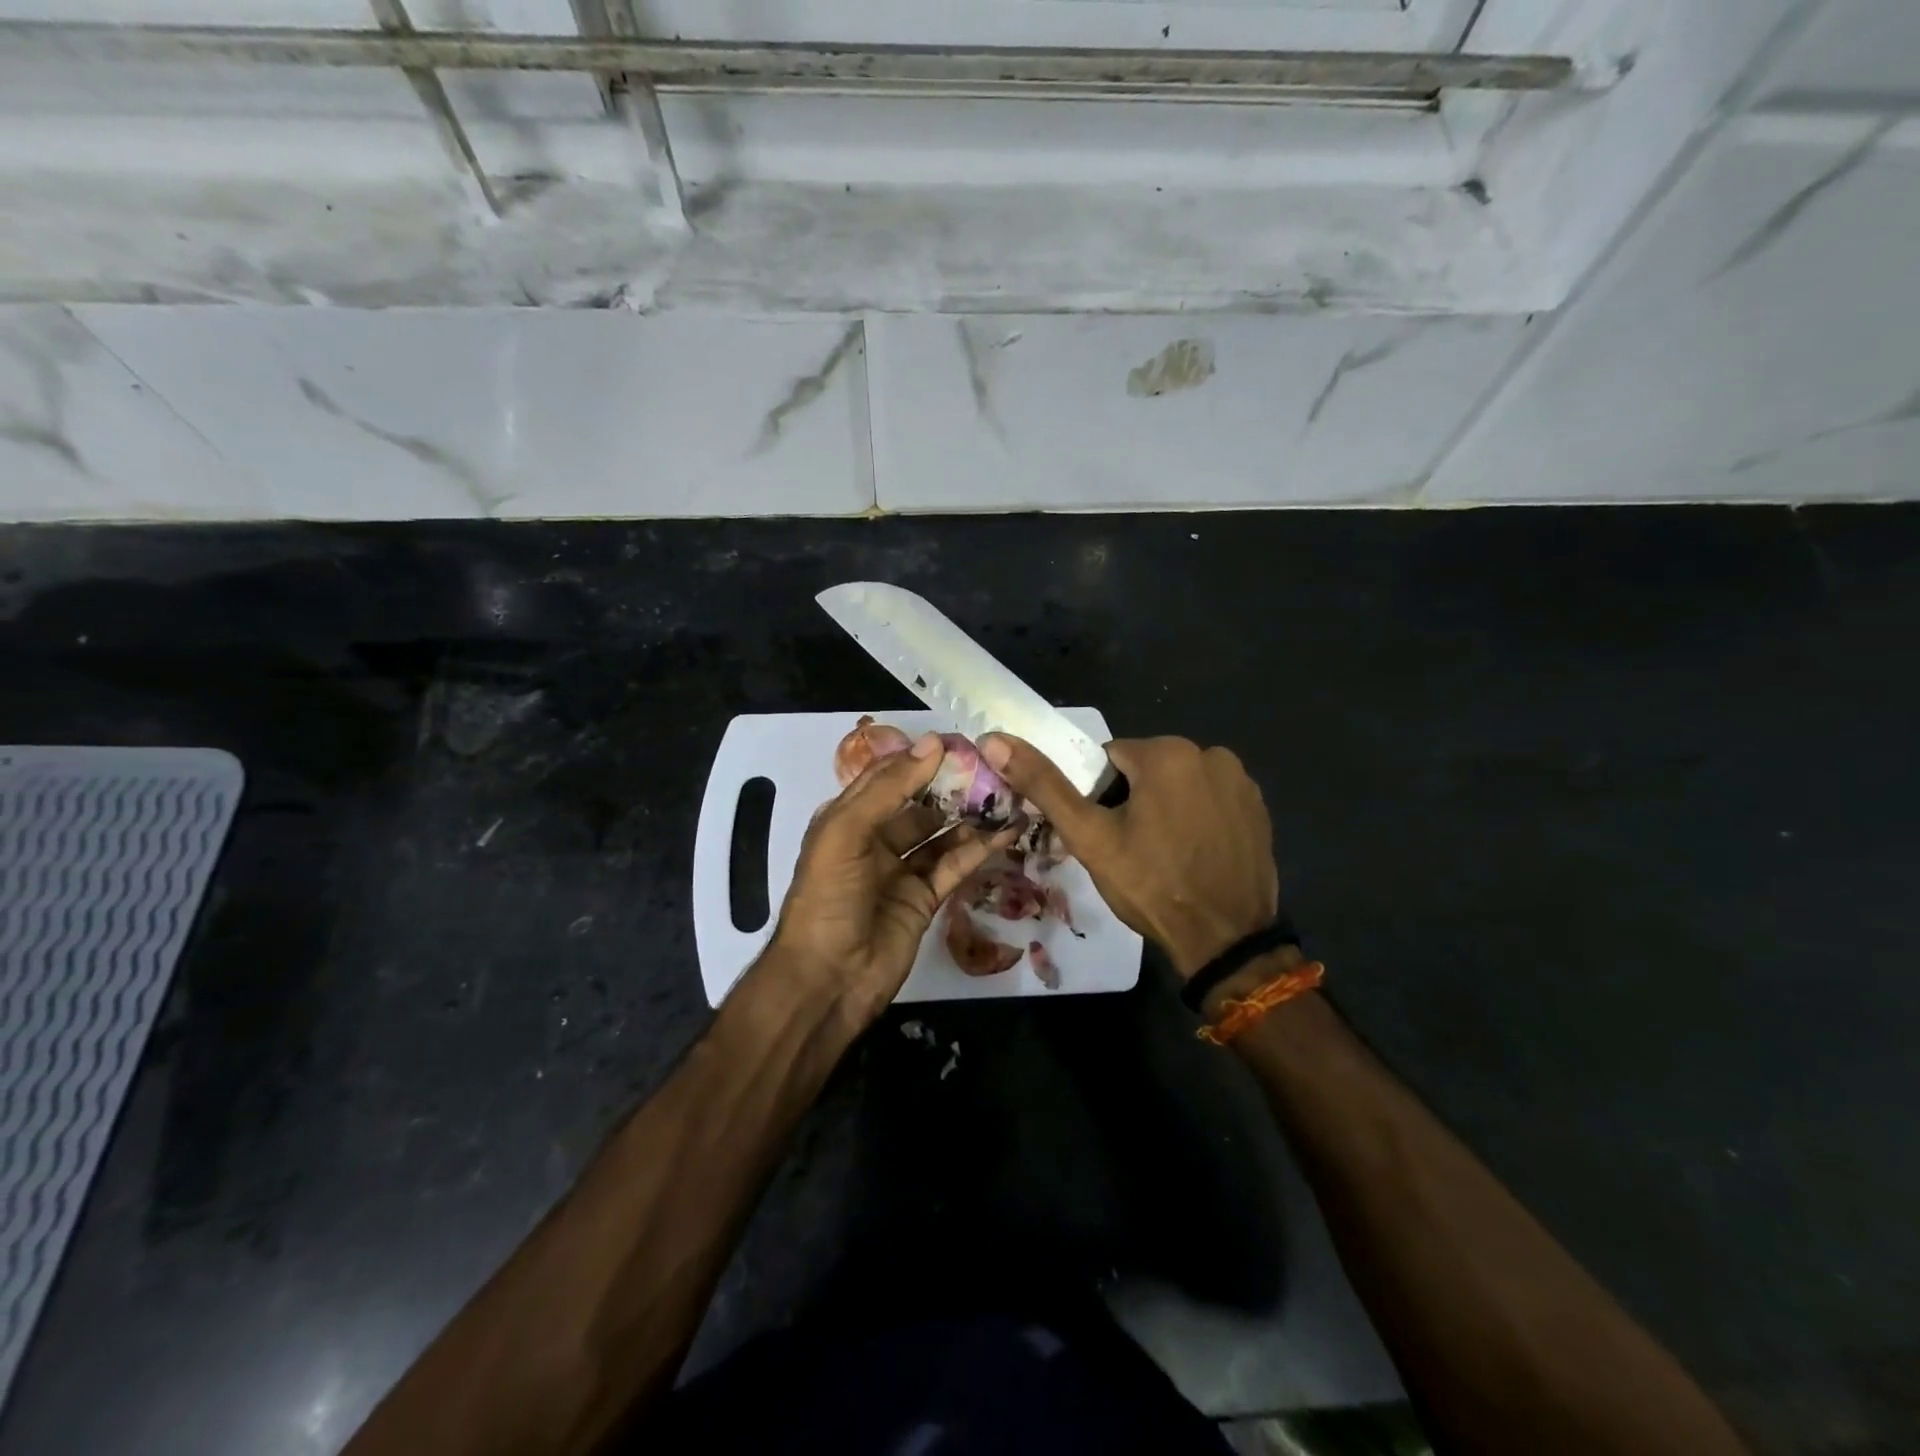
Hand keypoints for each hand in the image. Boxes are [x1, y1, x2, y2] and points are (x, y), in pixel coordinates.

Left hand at [770, 733, 1013, 1019]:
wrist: (827, 980)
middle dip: (952, 786)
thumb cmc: (828, 898)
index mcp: (847, 818)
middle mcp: (875, 839)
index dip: (920, 758)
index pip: (888, 777)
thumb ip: (889, 788)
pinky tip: (1008, 831)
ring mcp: (901, 870)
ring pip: (942, 833)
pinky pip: (955, 865)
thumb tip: (933, 743)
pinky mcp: (925, 898)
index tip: (961, 741)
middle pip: (919, 803)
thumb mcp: (846, 833)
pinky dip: (980, 848)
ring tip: (1009, 794)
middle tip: (993, 767)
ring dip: (971, 815)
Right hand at [980, 734, 1277, 978]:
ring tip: (1163, 856)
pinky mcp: (1259, 808)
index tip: (1106, 834)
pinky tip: (1194, 855)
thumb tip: (994, 739)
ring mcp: (1240, 781)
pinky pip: (1210, 800)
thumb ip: (1044, 784)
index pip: (1110, 760)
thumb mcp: (1090, 837)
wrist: (1225, 940)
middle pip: (1146, 769)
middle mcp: (1210, 753)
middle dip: (1133, 802)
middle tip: (1131, 850)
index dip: (1100, 798)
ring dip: (1166, 808)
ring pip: (1179, 785)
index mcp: (1166, 752)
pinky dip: (1198, 819)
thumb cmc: (1151, 885)